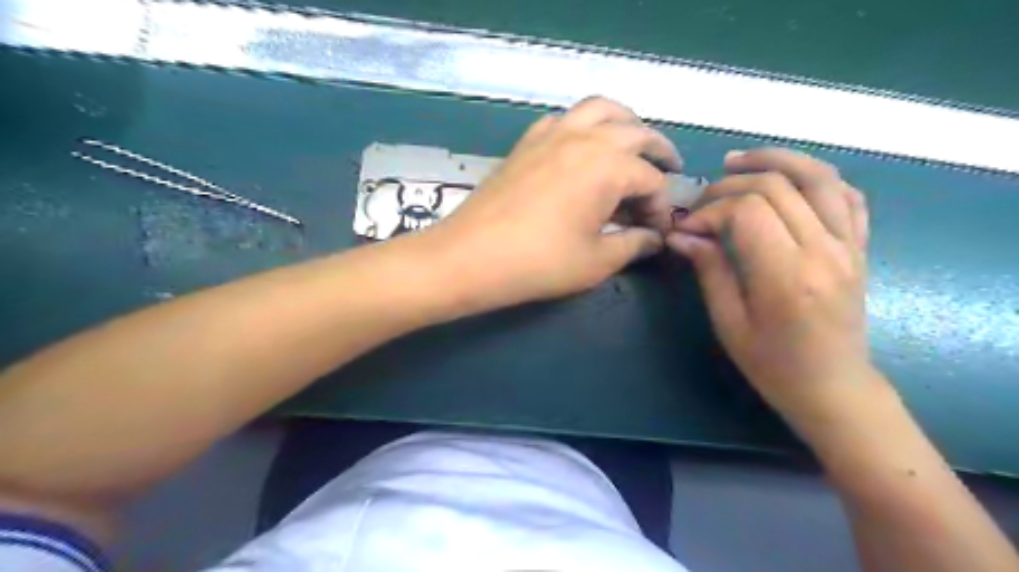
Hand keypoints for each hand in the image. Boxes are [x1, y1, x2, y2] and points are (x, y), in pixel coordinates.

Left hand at [427, 95, 677, 312]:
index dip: (661, 207)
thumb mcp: (597, 261)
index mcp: (609, 166)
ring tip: (633, 146)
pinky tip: (583, 148)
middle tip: (668, 172)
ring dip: (626, 124)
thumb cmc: (539, 263)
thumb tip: (655, 239)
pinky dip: (584, 125)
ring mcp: (553, 134)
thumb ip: (634, 245)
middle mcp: (585, 138)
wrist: (471, 256)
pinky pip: (565, 119)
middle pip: (636, 133)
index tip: (656, 232)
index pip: (652, 181)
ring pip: (601, 110)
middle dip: (658, 154)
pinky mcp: (528, 141)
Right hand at [670, 149, 875, 426]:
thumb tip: (682, 235)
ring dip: (775, 159)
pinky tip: (787, 178)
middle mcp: (824, 251)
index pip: (746, 211)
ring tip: (739, 161)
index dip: (709, 211)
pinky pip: (846, 194)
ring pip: (818, 176)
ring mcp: (849, 245)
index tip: (687, 228)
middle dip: (730, 185)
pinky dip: (816, 176)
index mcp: (787, 276)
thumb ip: (710, 270)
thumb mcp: (729, 323)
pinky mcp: (859, 246)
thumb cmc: (773, 364)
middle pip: (777, 186)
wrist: (833, 387)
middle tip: (702, 201)